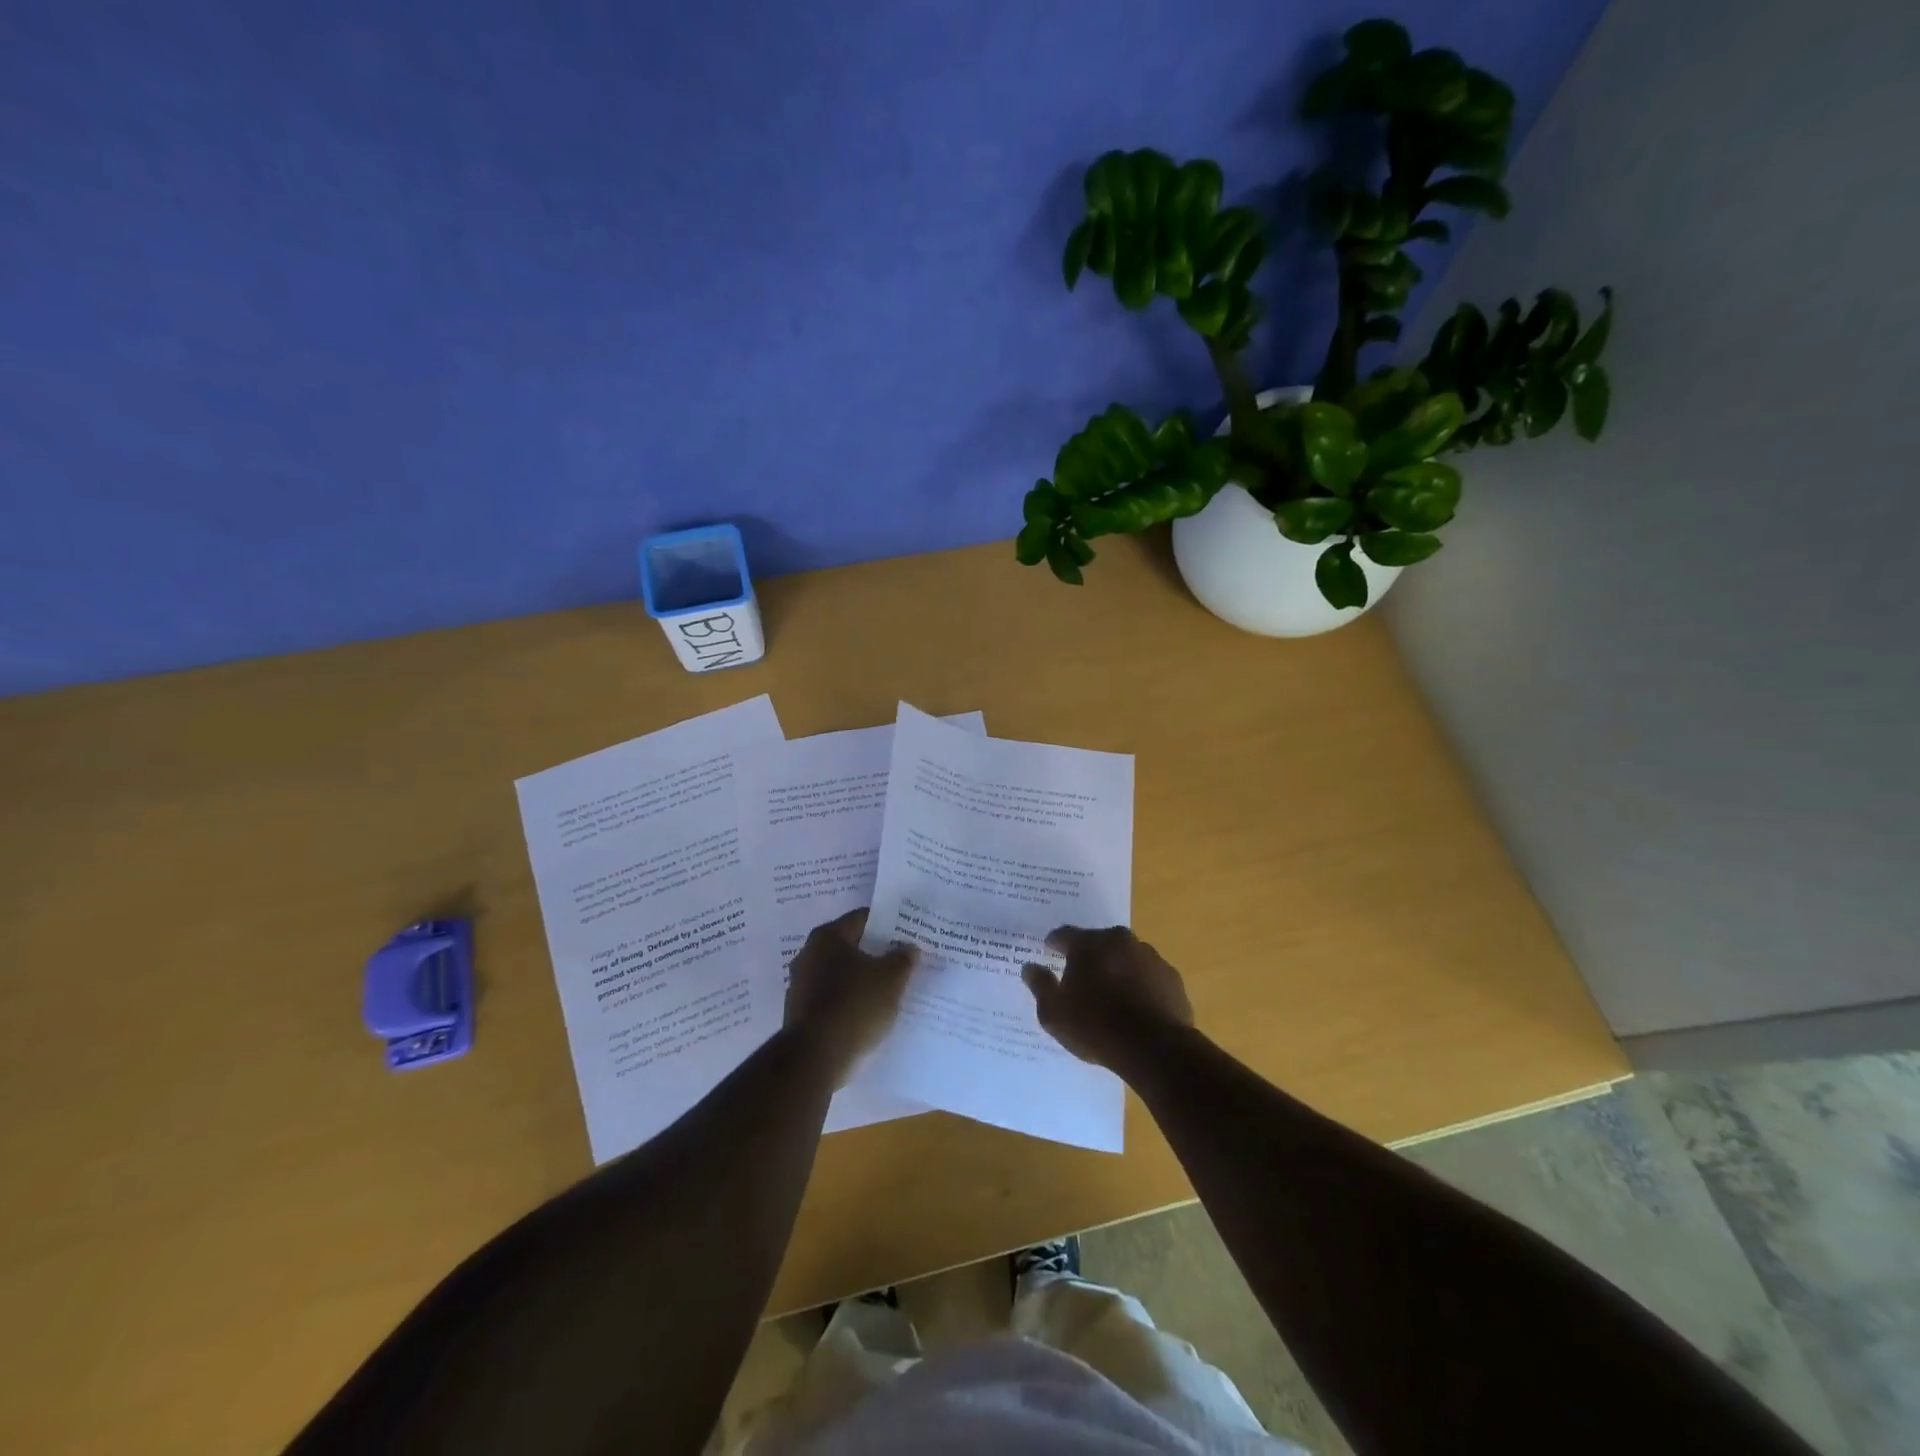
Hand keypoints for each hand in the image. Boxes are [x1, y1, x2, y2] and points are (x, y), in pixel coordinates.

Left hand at [783, 909, 917, 1084]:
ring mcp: (800, 985)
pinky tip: (867, 1014)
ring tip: (888, 990)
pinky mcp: (799, 1013)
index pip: (862, 919)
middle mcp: (808, 954)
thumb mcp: (891, 979)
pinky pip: (831, 999)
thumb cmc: (854, 1005)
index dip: (887, 925)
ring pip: (840, 975)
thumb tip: (908, 947)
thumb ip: (902, 959)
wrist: (815, 1058)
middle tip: (901, 962)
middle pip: (850, 947)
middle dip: (874, 954)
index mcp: (828, 937)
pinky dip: (848, 1002)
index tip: (906, 935)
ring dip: (860, 980)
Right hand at [1022, 925, 1194, 1073]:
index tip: (1048, 952)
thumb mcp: (1054, 1013)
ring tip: (1111, 995)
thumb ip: (1040, 985)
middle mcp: (1120, 940)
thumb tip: (1030, 967)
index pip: (1064, 934)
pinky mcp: (1171, 977)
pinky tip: (1136, 1007)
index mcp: (1088, 943)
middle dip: (1088, 956)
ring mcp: (1150, 957)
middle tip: (1080, 977)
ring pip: (1125, 957)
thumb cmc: (1096, 1027)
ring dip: (1116, 969)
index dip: (1054, 944)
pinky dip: (1140, 984)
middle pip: (1098, 942)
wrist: (1155, 1048)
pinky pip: (1148, 976)